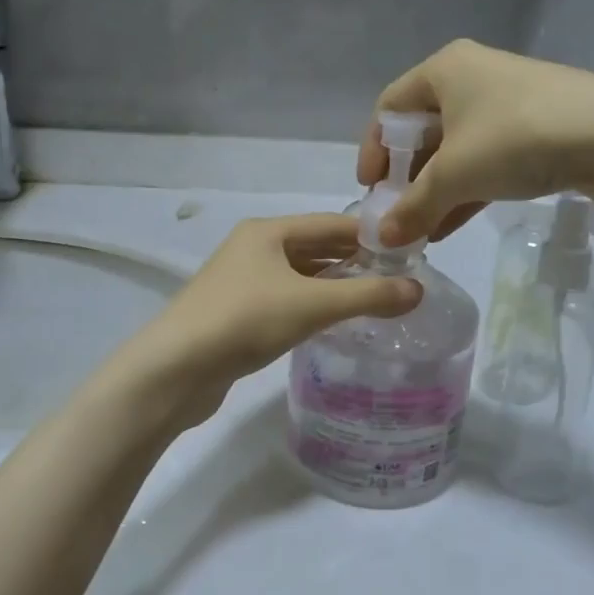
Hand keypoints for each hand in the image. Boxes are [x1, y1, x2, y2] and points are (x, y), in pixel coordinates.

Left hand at [118, 215, 421, 423]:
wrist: (175, 370)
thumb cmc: (245, 321)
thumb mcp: (312, 305)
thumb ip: (367, 295)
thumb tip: (418, 290)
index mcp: (267, 231)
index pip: (331, 223)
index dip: (371, 236)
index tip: (409, 253)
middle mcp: (254, 249)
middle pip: (315, 248)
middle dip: (355, 262)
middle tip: (399, 280)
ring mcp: (242, 282)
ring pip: (301, 277)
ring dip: (335, 286)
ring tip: (376, 302)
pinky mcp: (237, 314)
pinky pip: (286, 301)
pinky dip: (313, 306)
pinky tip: (335, 323)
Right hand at [356, 40, 593, 245]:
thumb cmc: (515, 139)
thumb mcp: (454, 175)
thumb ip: (413, 206)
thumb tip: (382, 238)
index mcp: (444, 70)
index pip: (389, 107)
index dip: (373, 149)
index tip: (370, 190)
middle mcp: (471, 77)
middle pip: (422, 129)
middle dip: (406, 177)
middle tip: (396, 215)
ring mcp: (506, 102)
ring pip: (455, 149)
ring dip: (435, 191)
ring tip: (421, 231)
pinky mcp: (533, 128)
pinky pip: (485, 159)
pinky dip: (465, 190)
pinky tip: (451, 226)